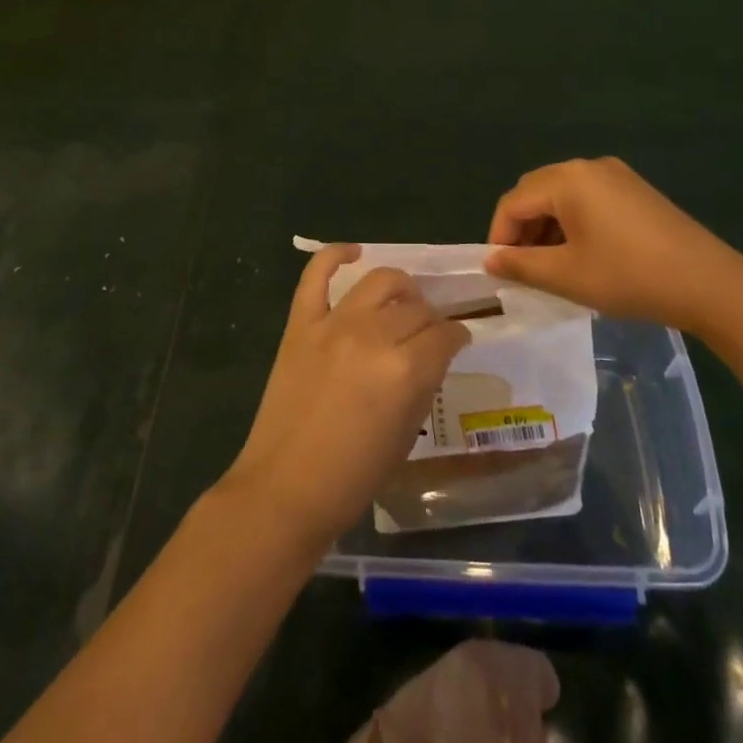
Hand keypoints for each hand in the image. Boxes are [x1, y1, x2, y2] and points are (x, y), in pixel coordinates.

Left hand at [220, 246, 470, 550]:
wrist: (285, 489)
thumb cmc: (353, 477)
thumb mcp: (406, 434)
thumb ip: (423, 385)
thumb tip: (432, 356)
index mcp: (405, 370)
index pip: (445, 335)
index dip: (457, 336)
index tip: (458, 341)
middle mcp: (373, 336)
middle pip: (417, 309)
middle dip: (432, 319)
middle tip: (430, 333)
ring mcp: (333, 324)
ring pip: (380, 281)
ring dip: (400, 288)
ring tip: (402, 302)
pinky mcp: (301, 323)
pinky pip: (316, 275)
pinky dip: (334, 256)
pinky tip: (352, 253)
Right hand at [484, 157, 742, 339]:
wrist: (709, 284)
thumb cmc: (629, 277)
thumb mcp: (566, 275)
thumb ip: (520, 265)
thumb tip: (490, 260)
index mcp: (567, 179)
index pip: (513, 202)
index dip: (499, 236)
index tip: (499, 272)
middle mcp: (588, 166)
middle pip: (535, 192)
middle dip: (522, 229)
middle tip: (523, 269)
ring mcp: (616, 175)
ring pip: (562, 195)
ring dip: (547, 227)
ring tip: (551, 266)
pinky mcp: (635, 190)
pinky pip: (587, 198)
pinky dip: (572, 222)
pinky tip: (582, 254)